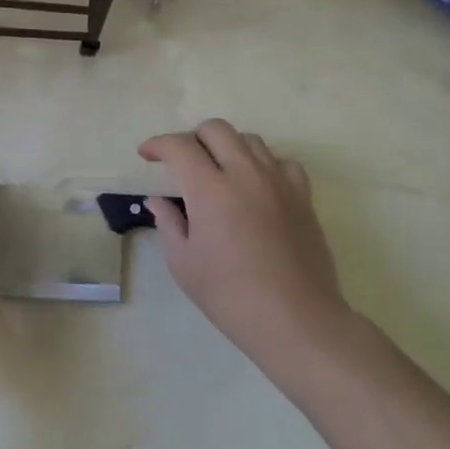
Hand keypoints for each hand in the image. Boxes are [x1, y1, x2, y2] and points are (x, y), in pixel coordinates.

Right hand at [139, 120, 351, 374]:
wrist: (295, 319)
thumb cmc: (229, 294)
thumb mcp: (183, 262)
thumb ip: (168, 222)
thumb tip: (157, 200)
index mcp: (210, 189)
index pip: (179, 146)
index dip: (157, 144)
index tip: (146, 155)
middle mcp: (245, 173)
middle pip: (216, 130)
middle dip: (192, 137)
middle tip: (182, 162)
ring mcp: (279, 182)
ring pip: (250, 140)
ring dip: (227, 147)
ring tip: (218, 171)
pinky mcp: (303, 196)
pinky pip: (282, 162)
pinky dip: (263, 164)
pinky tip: (256, 185)